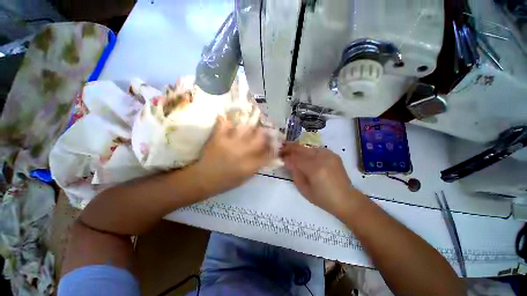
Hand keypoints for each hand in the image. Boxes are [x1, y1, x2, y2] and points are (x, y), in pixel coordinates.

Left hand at [193, 117, 271, 196]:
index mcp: (250, 165)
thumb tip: (266, 155)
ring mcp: (230, 143)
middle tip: (263, 131)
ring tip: (249, 126)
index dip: (272, 146)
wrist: (204, 179)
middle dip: (264, 133)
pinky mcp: (218, 138)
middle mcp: (243, 152)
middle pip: (259, 138)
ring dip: (249, 127)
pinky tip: (228, 122)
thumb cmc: (226, 181)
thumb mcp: (245, 177)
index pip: (267, 153)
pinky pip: (224, 125)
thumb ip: (257, 165)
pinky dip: (226, 122)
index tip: (273, 142)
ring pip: (245, 128)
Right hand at [281, 142, 356, 215]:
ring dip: (298, 149)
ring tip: (292, 153)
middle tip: (282, 149)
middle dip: (290, 147)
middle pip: (301, 148)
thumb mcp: (304, 189)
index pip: (295, 157)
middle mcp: (322, 158)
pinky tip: (305, 157)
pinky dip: (308, 152)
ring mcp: (329, 155)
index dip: (286, 155)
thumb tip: (286, 160)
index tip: (279, 155)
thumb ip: (295, 173)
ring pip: (308, 148)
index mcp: (315, 169)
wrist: (346, 199)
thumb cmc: (323, 198)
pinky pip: (316, 150)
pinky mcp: (333, 154)